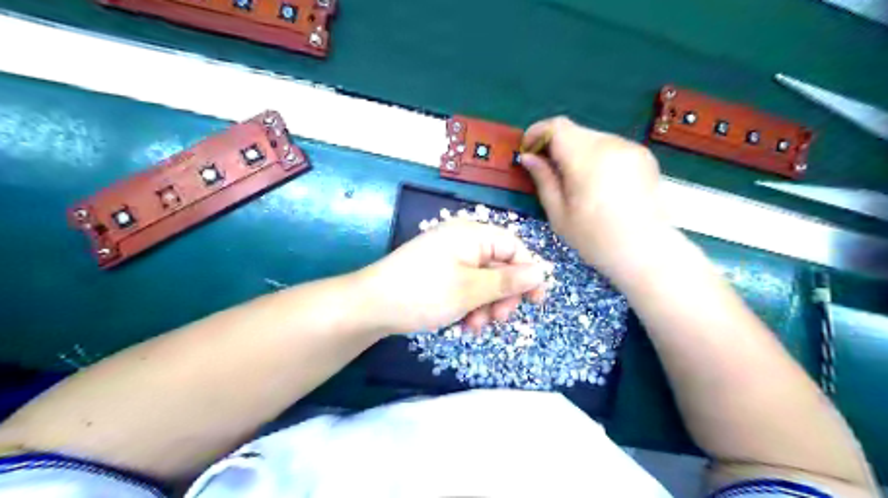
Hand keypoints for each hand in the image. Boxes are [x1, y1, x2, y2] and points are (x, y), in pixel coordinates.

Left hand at [354, 221, 548, 334]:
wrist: (370, 306)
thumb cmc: (424, 293)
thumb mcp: (471, 290)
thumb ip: (508, 282)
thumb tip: (541, 272)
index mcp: (472, 235)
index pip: (513, 248)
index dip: (528, 274)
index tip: (536, 302)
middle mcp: (462, 241)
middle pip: (499, 266)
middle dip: (502, 296)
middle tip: (498, 320)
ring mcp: (449, 258)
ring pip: (483, 281)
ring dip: (485, 306)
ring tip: (474, 327)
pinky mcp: (439, 274)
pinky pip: (465, 287)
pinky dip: (469, 306)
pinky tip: (462, 325)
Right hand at [522, 118, 664, 277]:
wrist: (646, 252)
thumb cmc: (596, 239)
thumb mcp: (559, 214)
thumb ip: (543, 179)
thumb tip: (528, 157)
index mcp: (586, 158)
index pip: (556, 127)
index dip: (537, 133)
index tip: (528, 151)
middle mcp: (610, 144)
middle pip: (574, 130)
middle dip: (555, 145)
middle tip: (547, 170)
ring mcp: (630, 147)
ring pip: (592, 138)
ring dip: (576, 151)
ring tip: (573, 181)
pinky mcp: (644, 155)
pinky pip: (610, 147)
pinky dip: (596, 157)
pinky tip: (598, 183)